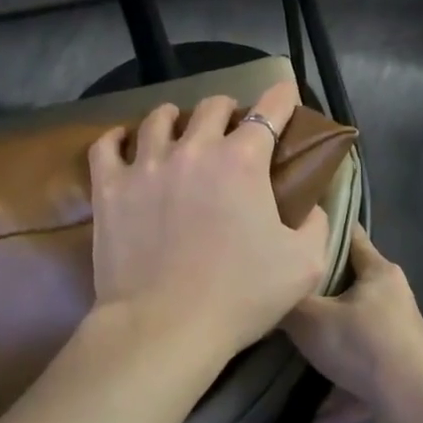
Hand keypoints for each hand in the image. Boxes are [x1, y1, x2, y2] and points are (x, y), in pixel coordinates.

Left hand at [87, 79, 331, 362]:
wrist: (164, 327)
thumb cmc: (240, 296)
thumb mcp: (304, 264)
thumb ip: (314, 224)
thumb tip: (309, 205)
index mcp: (243, 160)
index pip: (270, 109)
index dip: (282, 97)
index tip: (285, 95)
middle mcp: (195, 148)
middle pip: (212, 105)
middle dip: (228, 111)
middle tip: (231, 130)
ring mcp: (147, 164)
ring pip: (159, 117)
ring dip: (176, 119)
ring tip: (179, 132)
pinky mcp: (110, 186)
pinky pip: (107, 145)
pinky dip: (118, 138)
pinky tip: (124, 142)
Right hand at [285, 226, 422, 422]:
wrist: (414, 405)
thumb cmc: (363, 345)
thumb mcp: (311, 320)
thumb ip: (286, 305)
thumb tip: (267, 294)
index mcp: (379, 273)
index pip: (351, 236)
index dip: (325, 229)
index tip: (299, 229)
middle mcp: (393, 299)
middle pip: (351, 289)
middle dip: (321, 297)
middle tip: (288, 298)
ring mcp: (400, 338)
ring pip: (356, 339)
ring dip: (330, 355)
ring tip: (296, 366)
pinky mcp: (401, 375)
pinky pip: (362, 381)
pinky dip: (341, 397)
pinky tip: (313, 421)